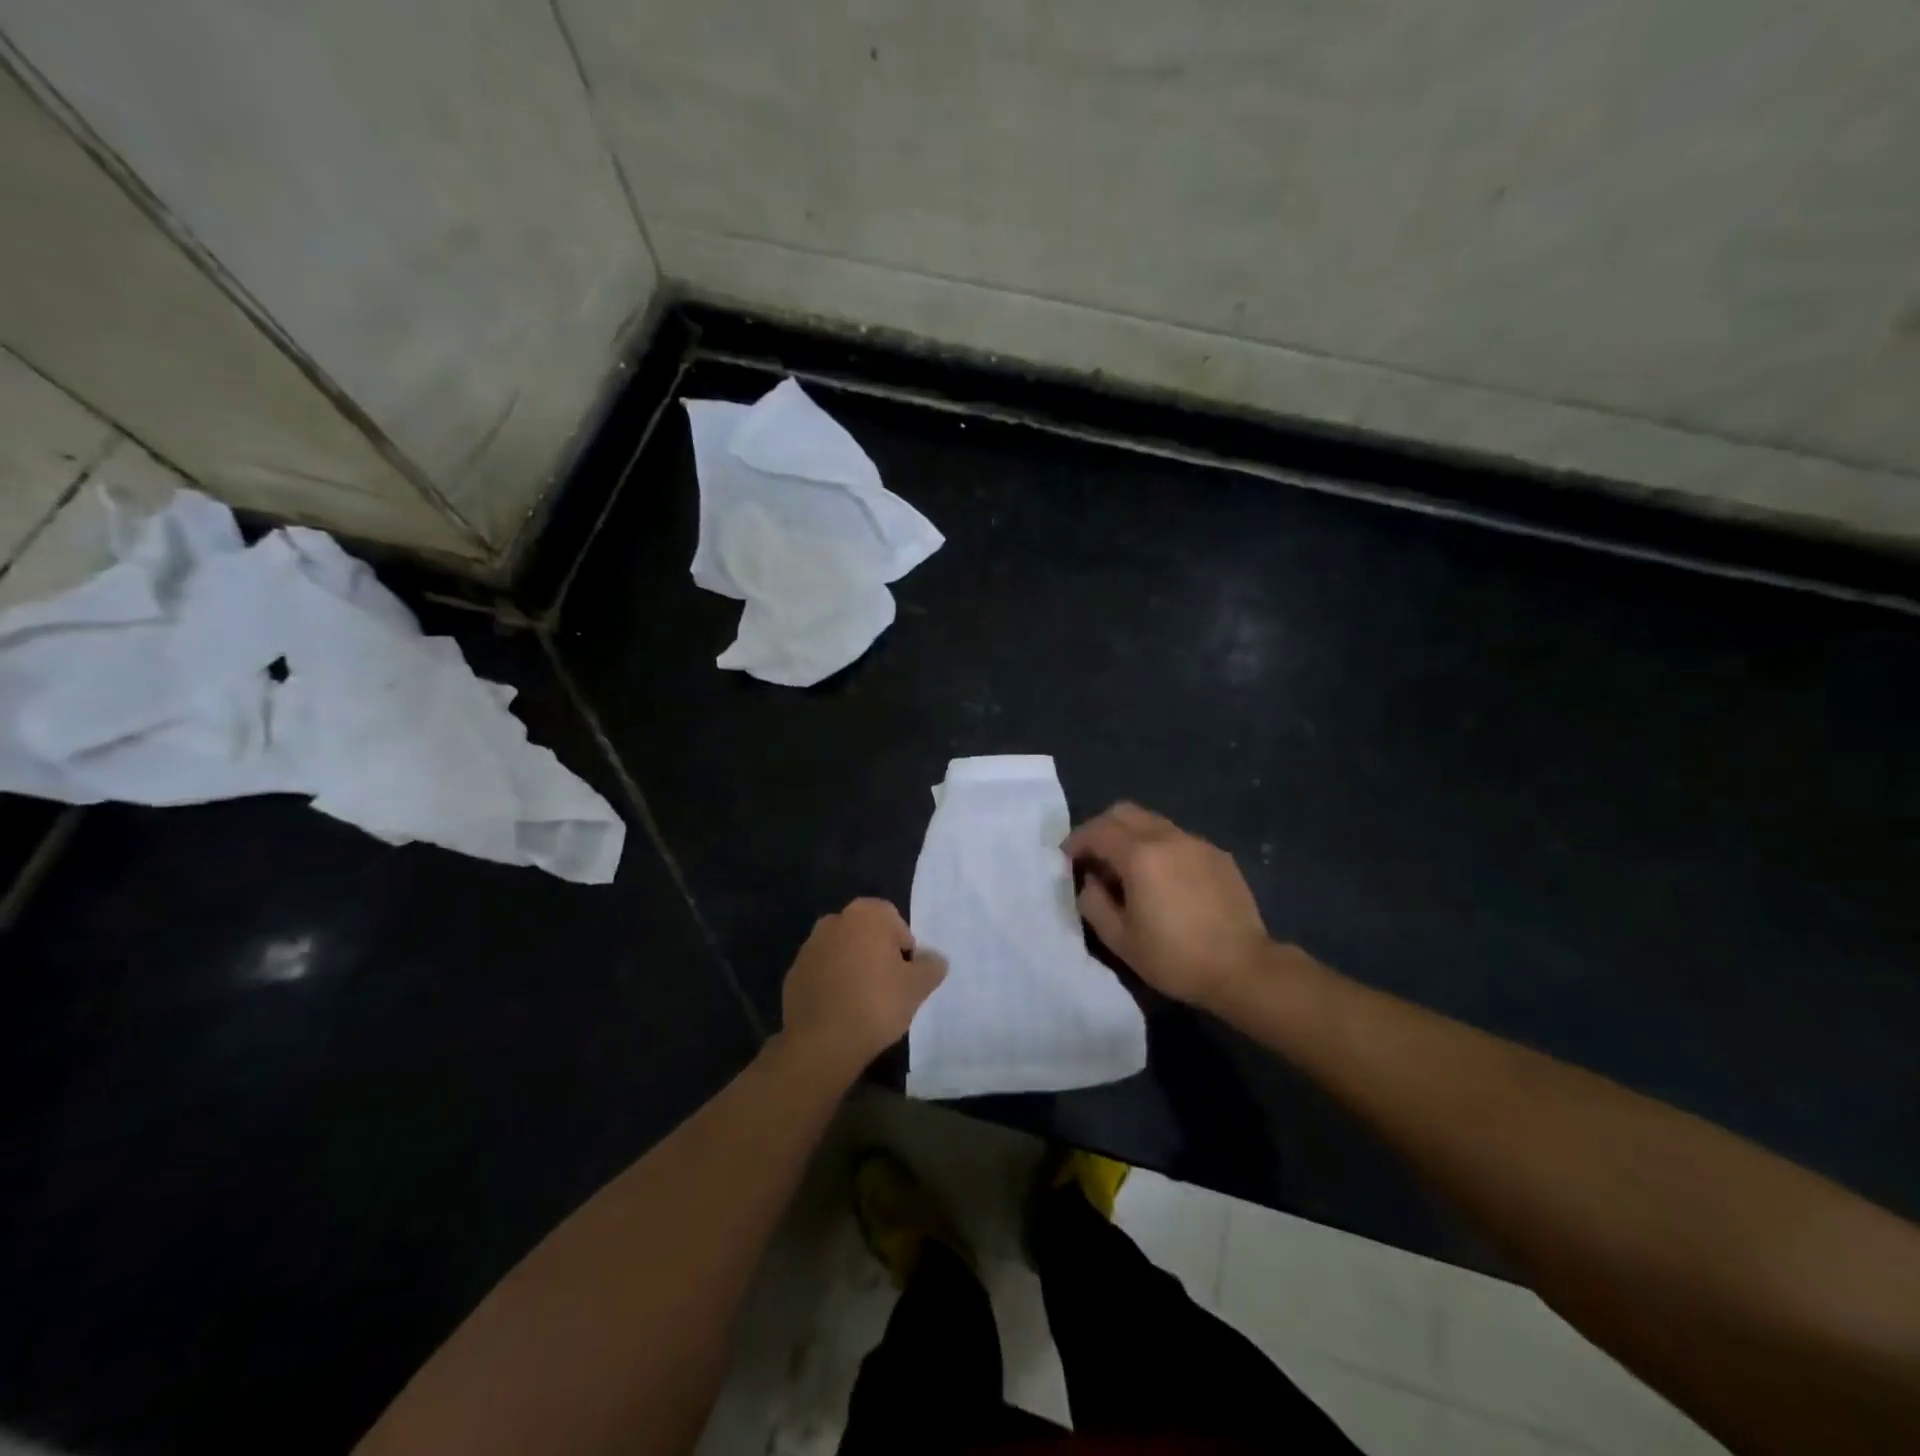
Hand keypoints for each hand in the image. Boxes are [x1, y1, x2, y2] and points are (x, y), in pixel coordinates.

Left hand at [780, 898, 945, 1074]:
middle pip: (865, 933)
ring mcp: (808, 948)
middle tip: (889, 986)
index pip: (893, 919)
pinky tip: (841, 1010)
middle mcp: (833, 921)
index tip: (906, 972)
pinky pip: (822, 973)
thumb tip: (933, 958)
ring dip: (853, 967)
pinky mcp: (793, 974)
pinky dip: (833, 984)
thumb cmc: (876, 1003)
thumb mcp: (918, 986)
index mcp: (864, 914)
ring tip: (864, 1001)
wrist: (822, 1043)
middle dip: (877, 953)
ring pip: (842, 952)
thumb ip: (931, 965)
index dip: (904, 945)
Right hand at [1064, 803, 1272, 1010]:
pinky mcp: (1218, 855)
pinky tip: (1164, 880)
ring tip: (1128, 870)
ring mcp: (1196, 843)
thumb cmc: (1175, 958)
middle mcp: (1167, 838)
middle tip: (1094, 857)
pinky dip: (1159, 848)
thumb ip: (1094, 903)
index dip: (1076, 841)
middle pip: (1124, 812)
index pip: (1097, 831)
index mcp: (1140, 856)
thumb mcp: (1120, 940)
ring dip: (1131, 836)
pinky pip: (1178, 838)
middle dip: (1101, 828)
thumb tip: (1090, 882)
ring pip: (1152, 822)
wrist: (1244, 969)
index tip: (1067, 860)